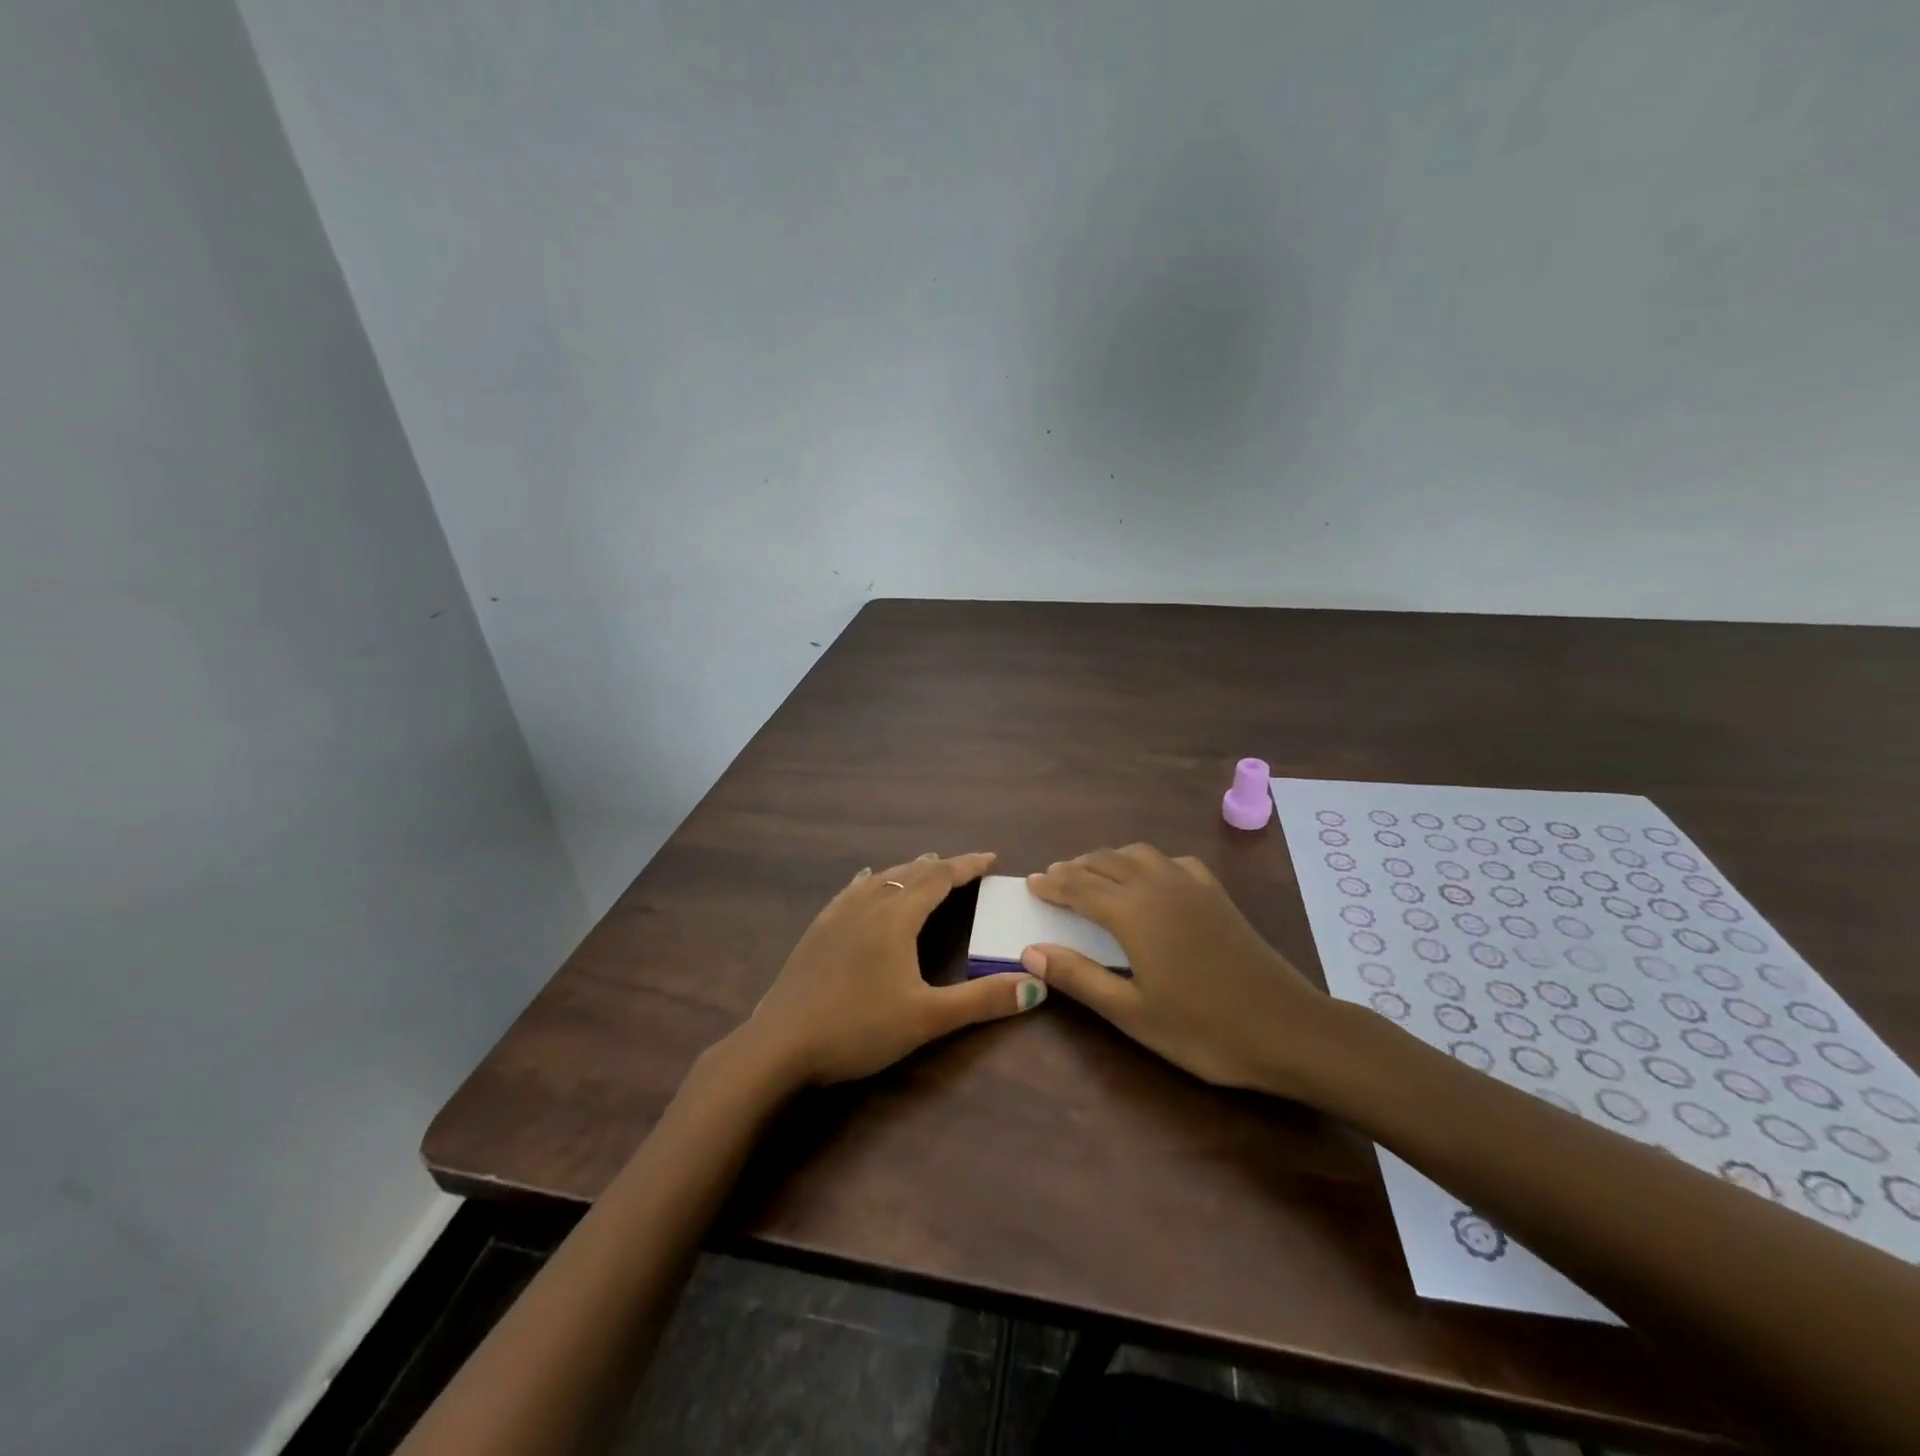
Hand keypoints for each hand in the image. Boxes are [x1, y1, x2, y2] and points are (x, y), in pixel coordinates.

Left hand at [738, 852, 1045, 1086]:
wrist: (780, 1045)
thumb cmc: (859, 1028)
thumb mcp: (927, 1018)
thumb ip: (982, 1000)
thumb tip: (1036, 985)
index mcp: (897, 917)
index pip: (940, 878)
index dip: (967, 866)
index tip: (992, 858)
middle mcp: (869, 904)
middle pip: (911, 873)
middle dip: (942, 866)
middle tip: (966, 867)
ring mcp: (838, 915)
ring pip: (880, 878)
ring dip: (907, 870)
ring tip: (924, 865)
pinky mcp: (817, 930)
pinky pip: (851, 890)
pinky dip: (870, 880)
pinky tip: (865, 879)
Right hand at [1022, 844, 1341, 1099]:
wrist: (1288, 1029)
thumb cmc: (1203, 1029)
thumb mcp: (1132, 1012)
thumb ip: (1079, 977)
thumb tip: (1030, 951)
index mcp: (1132, 912)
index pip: (1079, 886)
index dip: (1052, 884)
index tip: (1031, 883)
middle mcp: (1157, 886)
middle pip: (1105, 862)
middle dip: (1075, 868)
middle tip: (1054, 879)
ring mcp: (1191, 886)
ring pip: (1138, 854)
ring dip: (1109, 859)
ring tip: (1093, 875)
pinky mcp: (1216, 894)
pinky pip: (1172, 862)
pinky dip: (1148, 863)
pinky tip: (1151, 879)